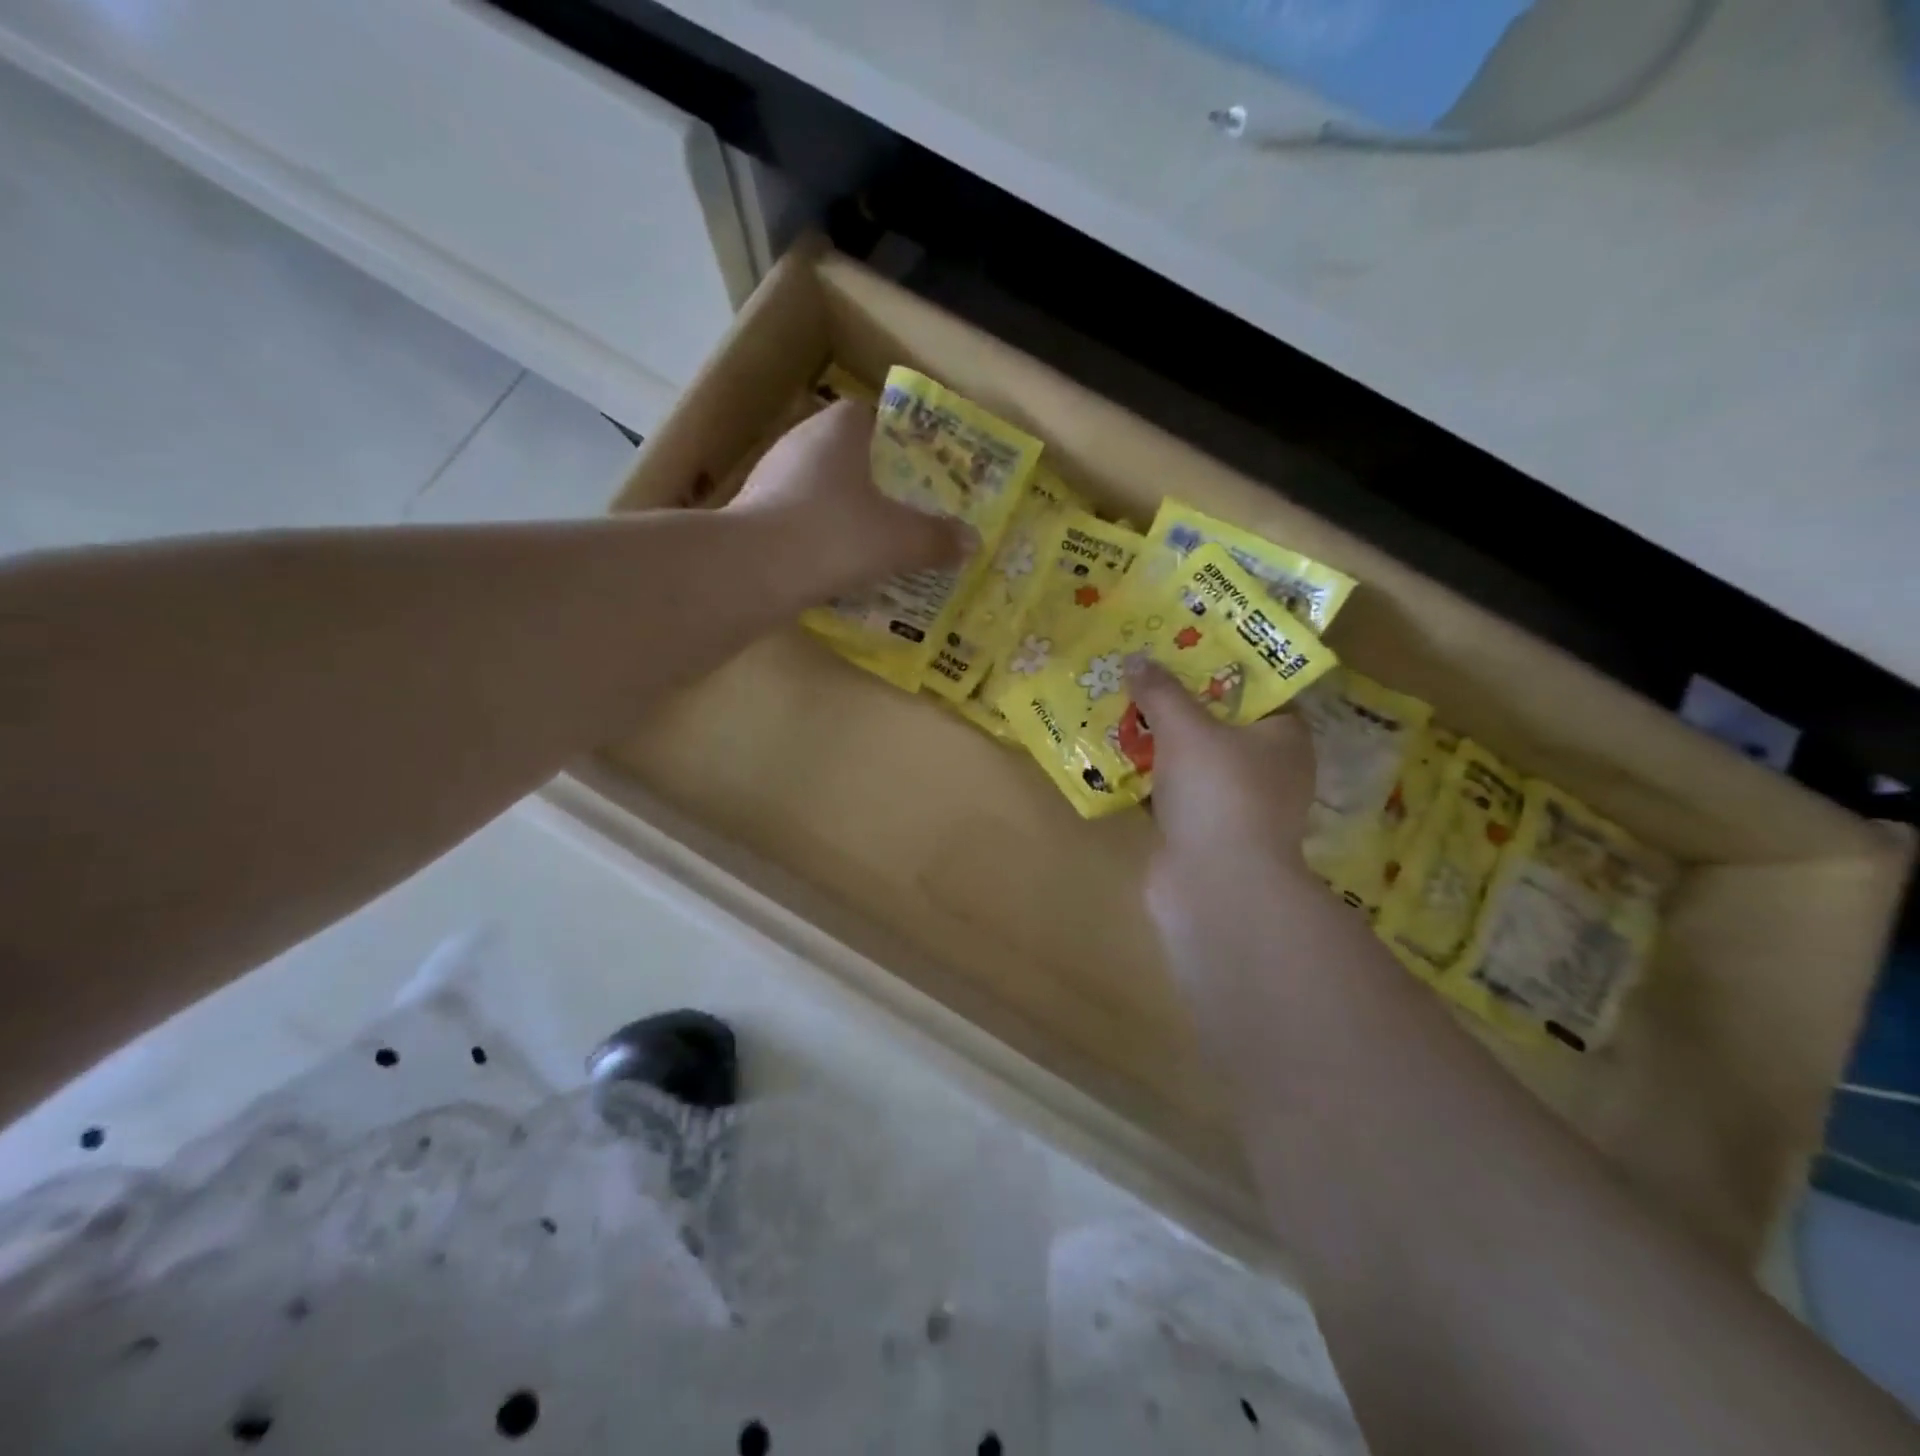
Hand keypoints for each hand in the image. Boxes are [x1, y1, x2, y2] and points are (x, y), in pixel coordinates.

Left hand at [727, 400, 971, 597]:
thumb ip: (937, 539)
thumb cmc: (836, 535)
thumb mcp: (900, 540)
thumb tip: (972, 543)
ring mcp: (770, 477)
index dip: (897, 439)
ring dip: (844, 511)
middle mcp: (800, 441)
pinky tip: (836, 565)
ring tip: (874, 542)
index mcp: (838, 429)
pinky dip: (818, 536)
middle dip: (874, 481)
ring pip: (819, 488)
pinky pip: (798, 518)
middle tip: (904, 510)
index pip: (870, 415)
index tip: (917, 470)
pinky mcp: (752, 514)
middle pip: (846, 454)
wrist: (753, 571)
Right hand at [1129, 662, 1320, 955]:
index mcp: (1284, 738)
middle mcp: (1268, 770)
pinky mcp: (1207, 833)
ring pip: (1195, 761)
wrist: (1215, 885)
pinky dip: (1153, 780)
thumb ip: (1162, 691)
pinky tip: (1119, 760)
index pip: (1258, 691)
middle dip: (1181, 705)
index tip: (1181, 651)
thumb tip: (1136, 657)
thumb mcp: (1186, 729)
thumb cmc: (1218, 792)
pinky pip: (1177, 793)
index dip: (1220, 669)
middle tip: (1143, 677)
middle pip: (1220, 725)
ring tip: (1122, 710)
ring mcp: (1237, 805)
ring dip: (1162, 743)